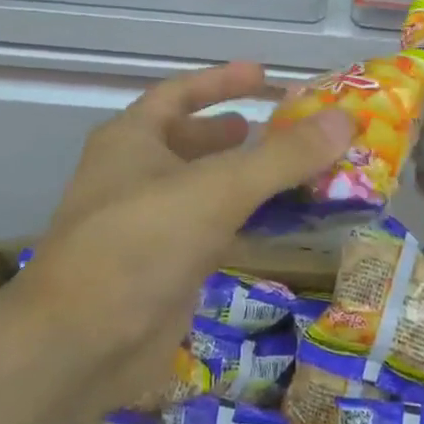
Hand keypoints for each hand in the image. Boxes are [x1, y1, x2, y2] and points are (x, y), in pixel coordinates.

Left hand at [12, 62, 353, 415]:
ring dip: (246, 179)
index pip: (179, 94)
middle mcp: (134, 176)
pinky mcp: (163, 270)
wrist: (78, 348)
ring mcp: (147, 226)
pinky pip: (212, 232)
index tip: (264, 75)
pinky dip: (245, 222)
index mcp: (131, 140)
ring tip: (294, 171)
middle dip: (235, 133)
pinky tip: (279, 224)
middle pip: (191, 141)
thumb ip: (283, 156)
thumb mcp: (217, 189)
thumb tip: (345, 119)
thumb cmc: (140, 244)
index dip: (220, 82)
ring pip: (205, 189)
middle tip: (287, 127)